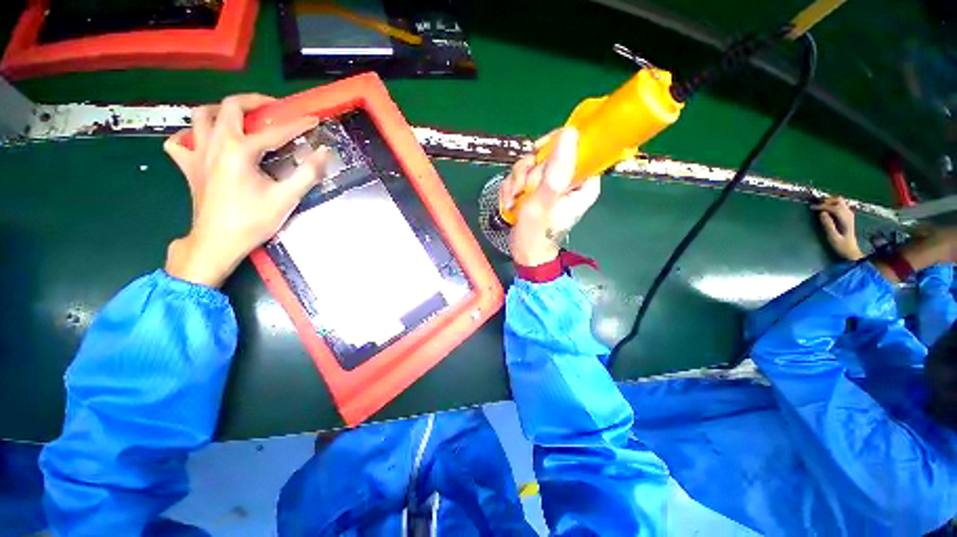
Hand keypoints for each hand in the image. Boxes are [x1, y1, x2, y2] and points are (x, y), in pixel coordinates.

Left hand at [163, 94, 327, 287]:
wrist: (217, 242)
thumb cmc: (252, 221)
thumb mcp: (286, 198)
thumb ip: (307, 173)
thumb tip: (323, 153)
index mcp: (239, 151)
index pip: (274, 131)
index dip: (297, 124)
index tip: (313, 120)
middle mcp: (215, 144)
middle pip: (230, 107)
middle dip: (254, 102)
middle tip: (272, 108)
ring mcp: (196, 153)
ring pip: (201, 116)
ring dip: (221, 110)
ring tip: (239, 118)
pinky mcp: (187, 166)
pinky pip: (179, 141)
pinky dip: (190, 135)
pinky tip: (204, 141)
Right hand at [502, 128, 600, 265]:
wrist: (524, 252)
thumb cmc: (538, 233)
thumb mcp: (546, 200)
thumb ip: (557, 170)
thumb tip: (570, 132)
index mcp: (583, 181)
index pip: (575, 146)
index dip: (553, 146)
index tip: (537, 157)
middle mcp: (569, 180)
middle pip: (547, 154)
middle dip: (528, 172)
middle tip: (522, 191)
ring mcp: (551, 184)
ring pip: (530, 165)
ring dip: (516, 182)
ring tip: (513, 201)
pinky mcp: (536, 190)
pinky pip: (521, 176)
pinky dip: (512, 189)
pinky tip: (510, 203)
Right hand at [813, 197, 863, 260]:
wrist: (851, 250)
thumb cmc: (841, 245)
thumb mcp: (833, 237)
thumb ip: (828, 225)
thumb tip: (821, 213)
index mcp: (845, 219)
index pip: (834, 208)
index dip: (822, 206)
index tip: (812, 208)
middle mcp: (848, 214)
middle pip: (839, 201)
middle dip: (827, 201)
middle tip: (816, 206)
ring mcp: (849, 215)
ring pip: (840, 202)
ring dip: (830, 202)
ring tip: (820, 206)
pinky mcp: (847, 216)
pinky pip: (840, 205)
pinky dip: (832, 205)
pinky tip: (826, 210)